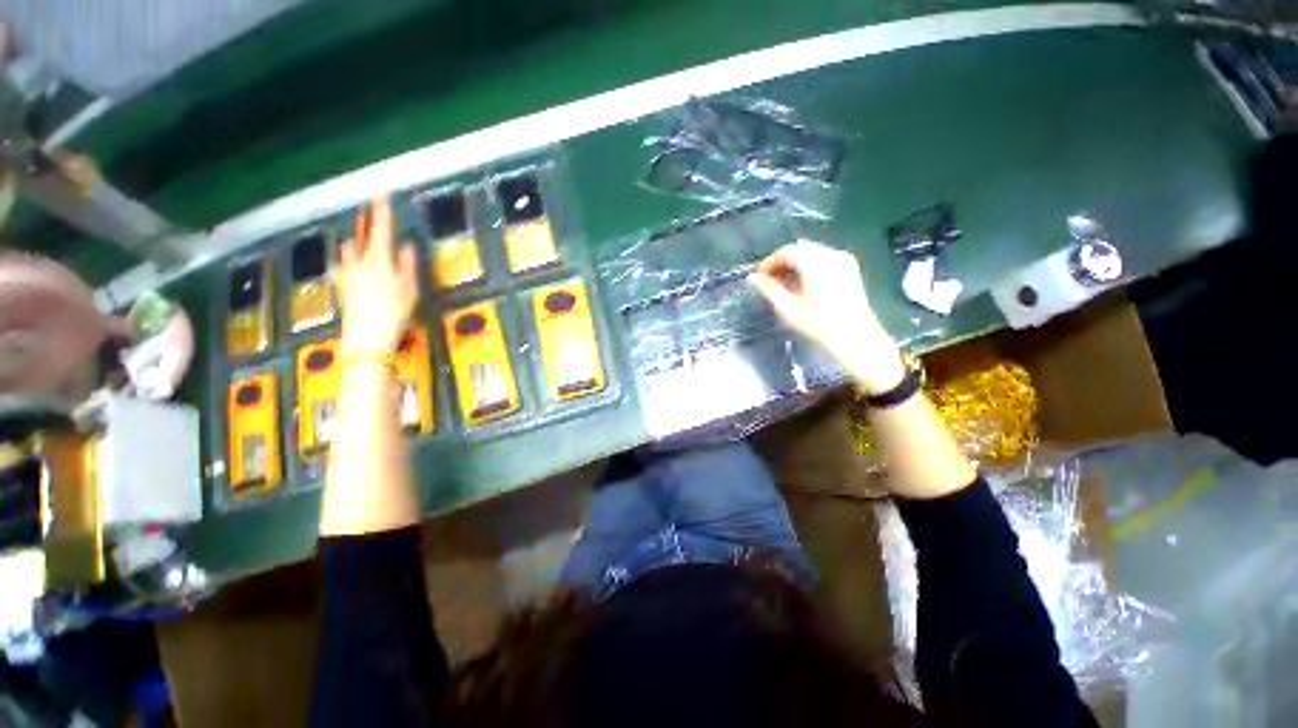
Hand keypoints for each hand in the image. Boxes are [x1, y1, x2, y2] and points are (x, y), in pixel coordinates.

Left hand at [336, 194, 419, 352]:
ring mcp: (348, 272)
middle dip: (366, 222)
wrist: (367, 336)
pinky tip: (355, 265)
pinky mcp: (342, 285)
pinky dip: (352, 260)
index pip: (382, 228)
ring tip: (364, 241)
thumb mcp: (410, 288)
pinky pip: (345, 265)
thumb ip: (407, 264)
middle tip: (370, 209)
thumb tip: (405, 245)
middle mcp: (360, 260)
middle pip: (362, 235)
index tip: (381, 191)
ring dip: (358, 242)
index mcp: (380, 259)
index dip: (382, 209)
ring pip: (350, 249)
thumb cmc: (395, 311)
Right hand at [748, 240, 904, 394]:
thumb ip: (769, 290)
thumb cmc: (819, 326)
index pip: (787, 252)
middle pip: (800, 249)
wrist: (856, 341)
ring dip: (795, 264)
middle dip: (782, 262)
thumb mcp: (788, 310)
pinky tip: (803, 285)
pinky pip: (824, 258)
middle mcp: (831, 255)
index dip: (769, 262)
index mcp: (815, 263)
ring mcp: (844, 261)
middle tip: (769, 282)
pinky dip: (809, 266)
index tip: (759, 278)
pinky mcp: (850, 269)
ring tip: (784, 284)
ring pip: (812, 252)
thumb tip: (752, 278)